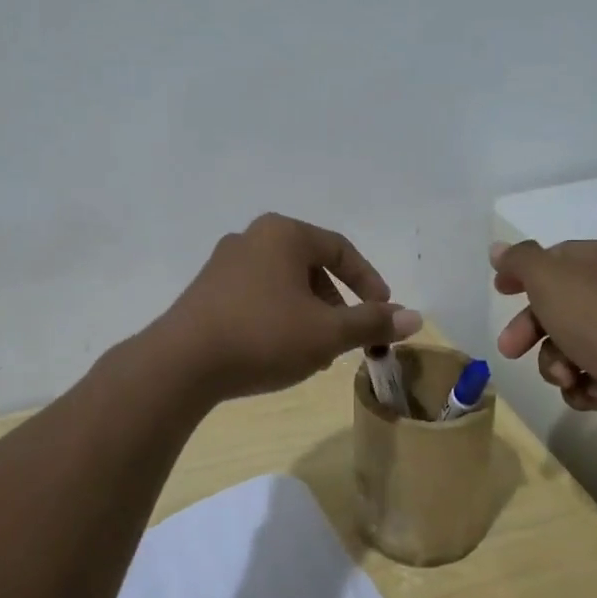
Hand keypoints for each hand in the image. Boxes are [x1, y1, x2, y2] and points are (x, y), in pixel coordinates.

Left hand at [157, 214, 421, 402]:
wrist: (182, 363)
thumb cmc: (263, 336)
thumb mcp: (327, 333)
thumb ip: (371, 322)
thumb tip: (415, 317)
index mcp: (284, 234)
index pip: (341, 250)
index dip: (369, 282)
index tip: (384, 312)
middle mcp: (252, 237)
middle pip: (311, 266)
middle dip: (336, 304)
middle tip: (347, 337)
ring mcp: (224, 262)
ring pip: (284, 284)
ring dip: (308, 314)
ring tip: (315, 353)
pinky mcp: (206, 289)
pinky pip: (257, 295)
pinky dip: (279, 317)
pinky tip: (278, 351)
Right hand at [491, 237, 596, 458]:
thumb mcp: (549, 278)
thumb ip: (520, 260)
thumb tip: (498, 249)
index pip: (559, 257)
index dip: (525, 273)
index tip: (500, 291)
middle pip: (560, 304)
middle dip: (531, 329)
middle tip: (510, 348)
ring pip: (568, 343)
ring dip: (554, 361)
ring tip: (564, 374)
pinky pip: (587, 374)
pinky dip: (579, 383)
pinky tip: (587, 389)